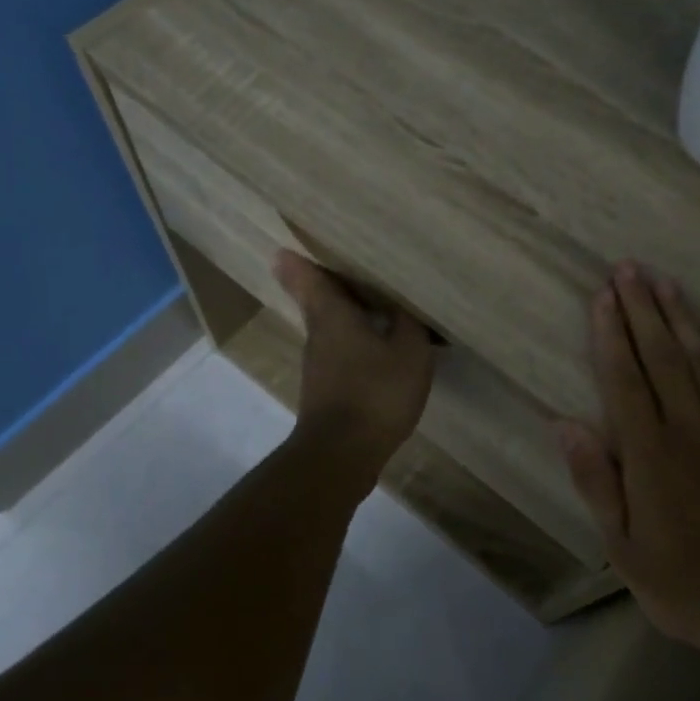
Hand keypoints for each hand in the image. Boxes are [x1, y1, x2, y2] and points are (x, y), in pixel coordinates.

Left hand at [274, 250, 435, 477]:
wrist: (342, 454)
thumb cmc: (376, 393)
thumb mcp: (408, 352)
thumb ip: (408, 322)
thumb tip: (403, 302)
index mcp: (332, 315)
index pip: (308, 277)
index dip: (300, 260)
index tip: (291, 245)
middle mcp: (318, 334)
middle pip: (318, 300)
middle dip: (330, 283)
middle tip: (350, 265)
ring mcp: (318, 365)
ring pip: (330, 327)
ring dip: (347, 314)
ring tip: (376, 302)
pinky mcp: (326, 389)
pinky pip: (341, 351)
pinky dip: (356, 342)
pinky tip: (380, 348)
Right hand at [557, 262, 699, 662]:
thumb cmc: (687, 583)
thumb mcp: (623, 547)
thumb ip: (596, 480)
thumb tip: (564, 424)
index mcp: (650, 452)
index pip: (624, 378)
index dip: (610, 333)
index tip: (602, 295)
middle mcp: (692, 426)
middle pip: (662, 355)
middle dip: (643, 308)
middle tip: (629, 268)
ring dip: (682, 317)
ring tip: (666, 281)